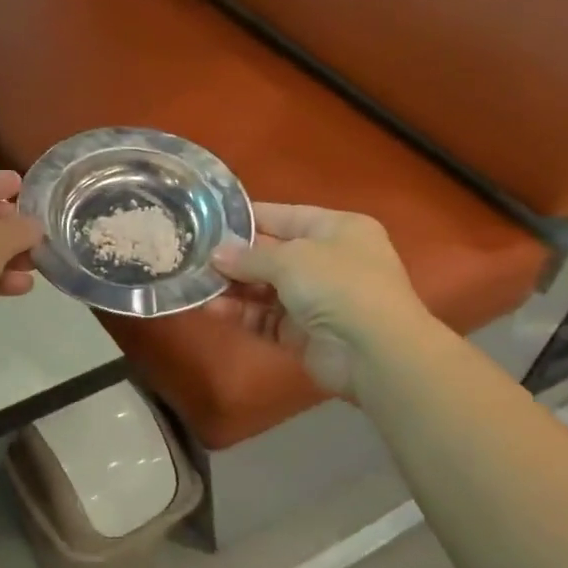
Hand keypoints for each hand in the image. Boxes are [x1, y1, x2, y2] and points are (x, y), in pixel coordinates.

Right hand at [209, 204, 424, 396]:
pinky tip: (213, 309)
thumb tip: (216, 255)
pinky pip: (266, 318)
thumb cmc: (338, 284)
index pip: (284, 216)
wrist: (373, 350)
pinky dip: (242, 313)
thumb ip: (249, 256)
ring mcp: (316, 299)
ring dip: (234, 287)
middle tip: (194, 257)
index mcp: (337, 229)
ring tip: (198, 285)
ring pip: (266, 289)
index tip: (208, 220)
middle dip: (235, 257)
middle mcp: (328, 261)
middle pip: (272, 255)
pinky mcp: (303, 333)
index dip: (247, 218)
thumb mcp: (290, 258)